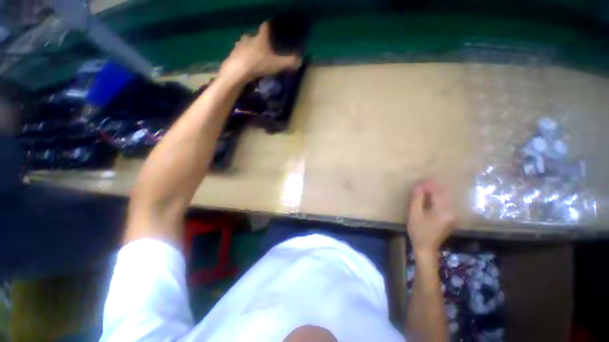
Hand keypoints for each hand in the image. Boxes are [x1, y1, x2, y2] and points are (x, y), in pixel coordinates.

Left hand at [219, 22, 301, 82]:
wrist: (238, 71)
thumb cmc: (259, 64)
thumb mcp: (277, 65)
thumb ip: (288, 62)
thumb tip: (300, 61)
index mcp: (260, 38)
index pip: (265, 27)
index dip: (269, 28)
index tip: (271, 31)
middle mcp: (249, 38)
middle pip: (255, 36)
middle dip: (259, 42)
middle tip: (264, 50)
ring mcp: (239, 45)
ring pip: (245, 44)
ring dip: (250, 49)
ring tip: (254, 58)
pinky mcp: (232, 54)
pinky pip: (239, 54)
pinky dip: (243, 58)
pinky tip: (246, 65)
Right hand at [407, 180, 455, 255]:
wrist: (426, 248)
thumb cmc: (418, 231)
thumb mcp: (414, 214)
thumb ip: (417, 199)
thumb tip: (418, 186)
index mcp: (443, 211)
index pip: (437, 193)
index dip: (429, 185)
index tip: (420, 181)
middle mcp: (452, 211)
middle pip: (443, 194)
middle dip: (432, 187)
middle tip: (421, 183)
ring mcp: (453, 215)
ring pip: (445, 198)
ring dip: (435, 192)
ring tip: (424, 188)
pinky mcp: (451, 217)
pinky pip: (445, 203)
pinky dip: (438, 198)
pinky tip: (430, 196)